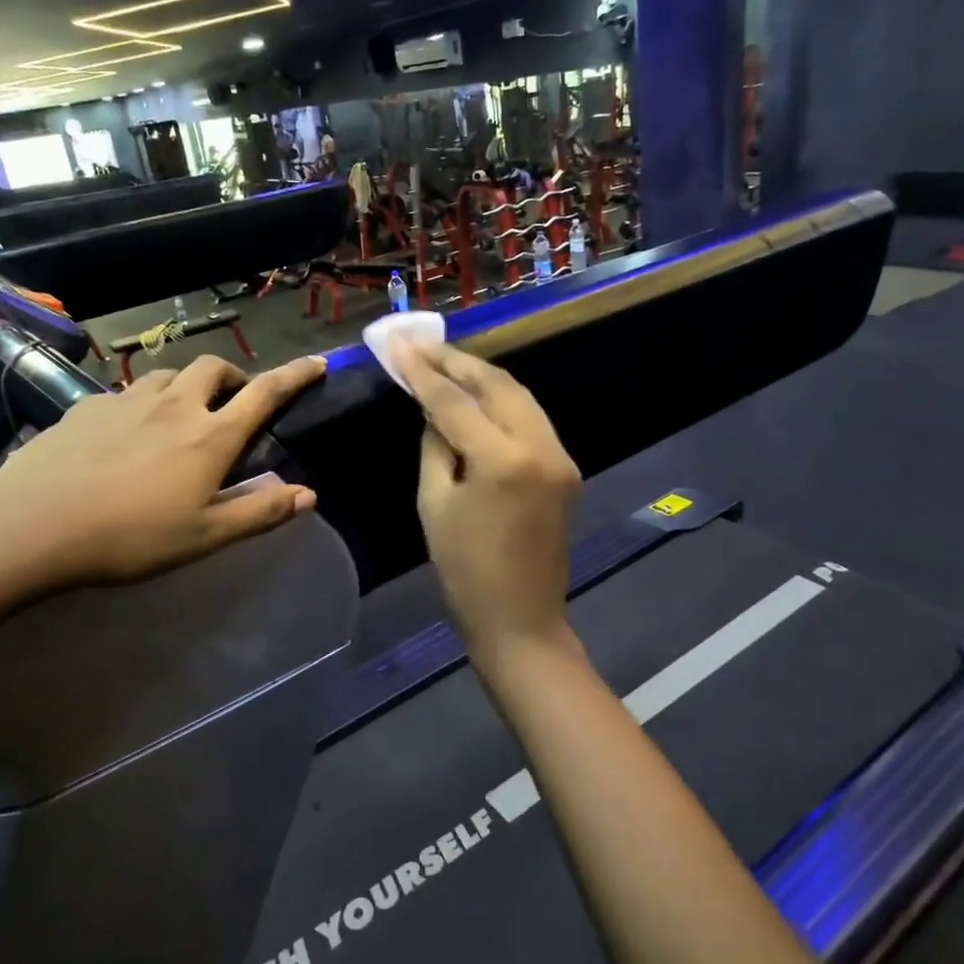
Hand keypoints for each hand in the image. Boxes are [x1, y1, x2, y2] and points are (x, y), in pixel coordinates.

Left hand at [0, 353, 325, 593]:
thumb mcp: (205, 536)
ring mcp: (126, 400)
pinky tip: (125, 431)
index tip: (316, 362)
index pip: (264, 393)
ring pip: (169, 374)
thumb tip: (309, 495)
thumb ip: (259, 511)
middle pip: (214, 367)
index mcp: (210, 436)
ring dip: (186, 385)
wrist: (35, 529)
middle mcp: (174, 405)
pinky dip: (140, 402)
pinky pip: (125, 392)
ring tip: (180, 413)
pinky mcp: (86, 406)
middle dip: (232, 376)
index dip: (295, 375)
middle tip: (232, 402)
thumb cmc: (131, 538)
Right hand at [397, 343, 581, 664]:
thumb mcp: (434, 504)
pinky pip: (530, 418)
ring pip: (519, 395)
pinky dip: (501, 400)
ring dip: (481, 375)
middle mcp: (541, 447)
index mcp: (503, 460)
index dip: (422, 370)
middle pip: (497, 384)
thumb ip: (436, 446)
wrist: (521, 620)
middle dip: (456, 361)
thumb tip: (435, 410)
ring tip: (444, 361)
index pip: (455, 400)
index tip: (396, 344)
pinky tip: (476, 394)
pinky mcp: (566, 467)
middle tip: (420, 344)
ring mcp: (560, 455)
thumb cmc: (465, 571)